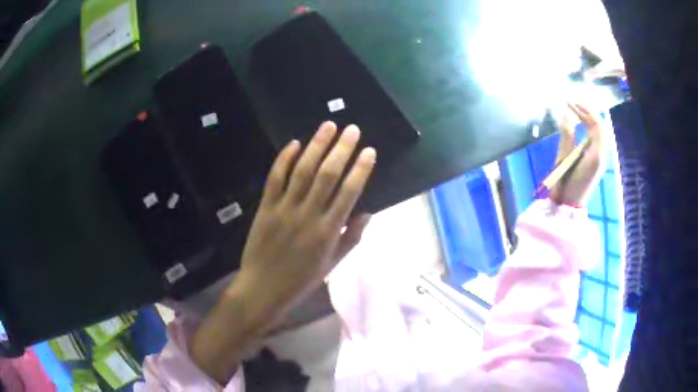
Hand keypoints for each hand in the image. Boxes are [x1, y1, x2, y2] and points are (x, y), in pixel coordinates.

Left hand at [190, 122, 375, 383]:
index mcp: (329, 231)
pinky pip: (275, 178)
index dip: (361, 169)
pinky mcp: (265, 207)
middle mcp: (308, 215)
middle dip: (342, 149)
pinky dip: (284, 159)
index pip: (349, 193)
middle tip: (352, 129)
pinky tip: (294, 143)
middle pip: (327, 175)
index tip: (369, 151)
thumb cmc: (301, 280)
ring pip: (302, 171)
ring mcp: (284, 209)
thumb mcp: (332, 264)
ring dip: (316, 146)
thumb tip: (367, 212)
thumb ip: (351, 238)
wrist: (263, 289)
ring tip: (328, 126)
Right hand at [551, 103, 606, 206]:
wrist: (570, 205)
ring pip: (599, 133)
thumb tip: (566, 114)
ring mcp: (600, 159)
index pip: (597, 125)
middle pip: (600, 127)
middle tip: (572, 106)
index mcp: (597, 154)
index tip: (571, 105)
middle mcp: (602, 155)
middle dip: (587, 114)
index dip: (586, 111)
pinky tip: (580, 128)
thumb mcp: (564, 158)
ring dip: (588, 121)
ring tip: (576, 114)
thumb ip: (567, 135)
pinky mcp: (596, 162)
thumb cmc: (566, 183)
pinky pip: (596, 140)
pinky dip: (589, 130)